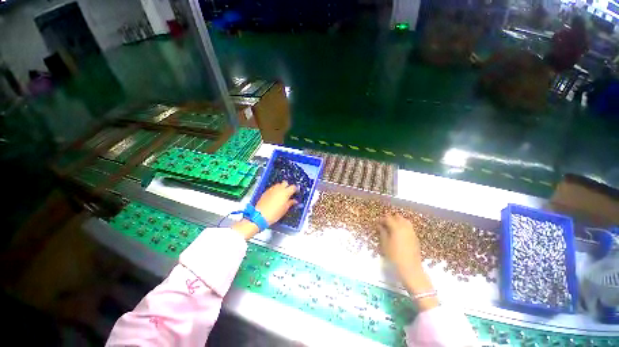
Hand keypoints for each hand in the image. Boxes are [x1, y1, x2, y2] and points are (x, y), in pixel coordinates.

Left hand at [255, 181, 297, 224]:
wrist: (260, 215)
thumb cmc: (275, 213)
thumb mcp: (285, 209)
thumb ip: (290, 203)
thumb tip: (295, 201)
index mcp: (286, 192)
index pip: (293, 187)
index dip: (295, 189)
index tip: (296, 192)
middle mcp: (279, 188)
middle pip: (285, 182)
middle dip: (287, 186)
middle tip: (288, 192)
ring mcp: (272, 189)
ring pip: (278, 184)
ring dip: (281, 187)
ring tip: (281, 194)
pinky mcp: (266, 191)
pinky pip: (272, 188)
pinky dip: (275, 190)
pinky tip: (274, 196)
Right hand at [378, 214, 438, 310]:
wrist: (410, 269)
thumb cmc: (394, 256)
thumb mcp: (385, 244)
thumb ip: (382, 232)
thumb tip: (379, 225)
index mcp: (396, 227)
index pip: (387, 218)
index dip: (381, 219)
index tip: (377, 223)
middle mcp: (405, 227)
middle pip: (397, 217)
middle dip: (390, 218)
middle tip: (384, 224)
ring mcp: (412, 232)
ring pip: (405, 221)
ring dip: (397, 221)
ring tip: (391, 227)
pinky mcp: (415, 237)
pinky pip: (408, 227)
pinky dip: (403, 226)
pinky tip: (399, 233)